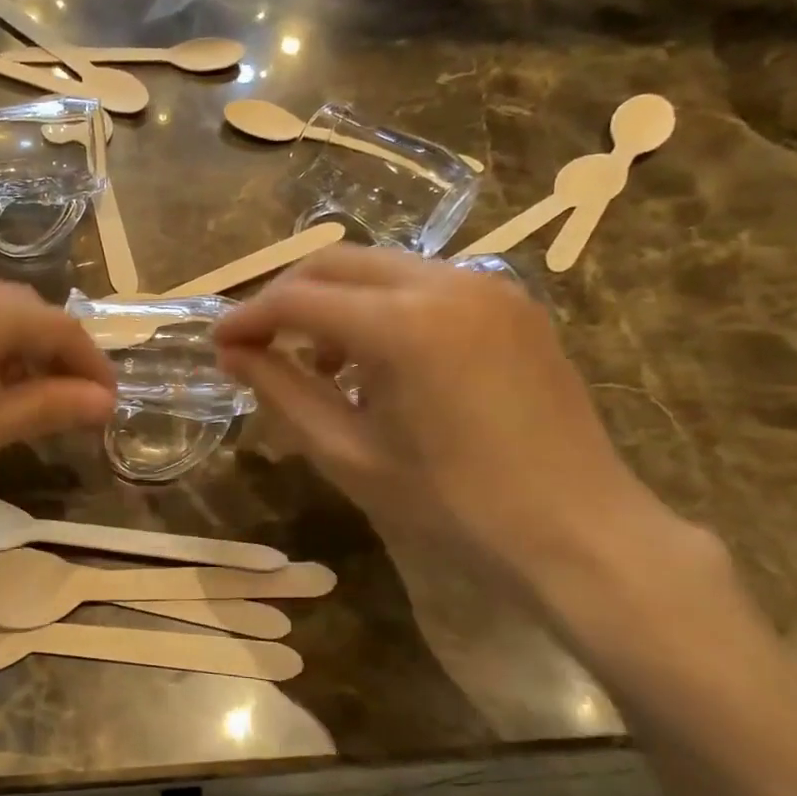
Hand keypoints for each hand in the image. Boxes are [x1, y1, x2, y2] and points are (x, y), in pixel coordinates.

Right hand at [214, 247, 689, 593]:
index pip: (298, 300)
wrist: (578, 532)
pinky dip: (382, 307)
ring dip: (334, 301)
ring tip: (319, 362)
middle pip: (336, 263)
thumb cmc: (452, 507)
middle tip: (256, 342)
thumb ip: (283, 392)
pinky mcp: (512, 304)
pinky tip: (379, 361)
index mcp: (403, 324)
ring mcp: (487, 286)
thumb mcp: (348, 454)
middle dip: (285, 297)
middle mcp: (445, 282)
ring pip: (381, 268)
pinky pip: (424, 284)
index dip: (248, 318)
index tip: (218, 344)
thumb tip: (233, 354)